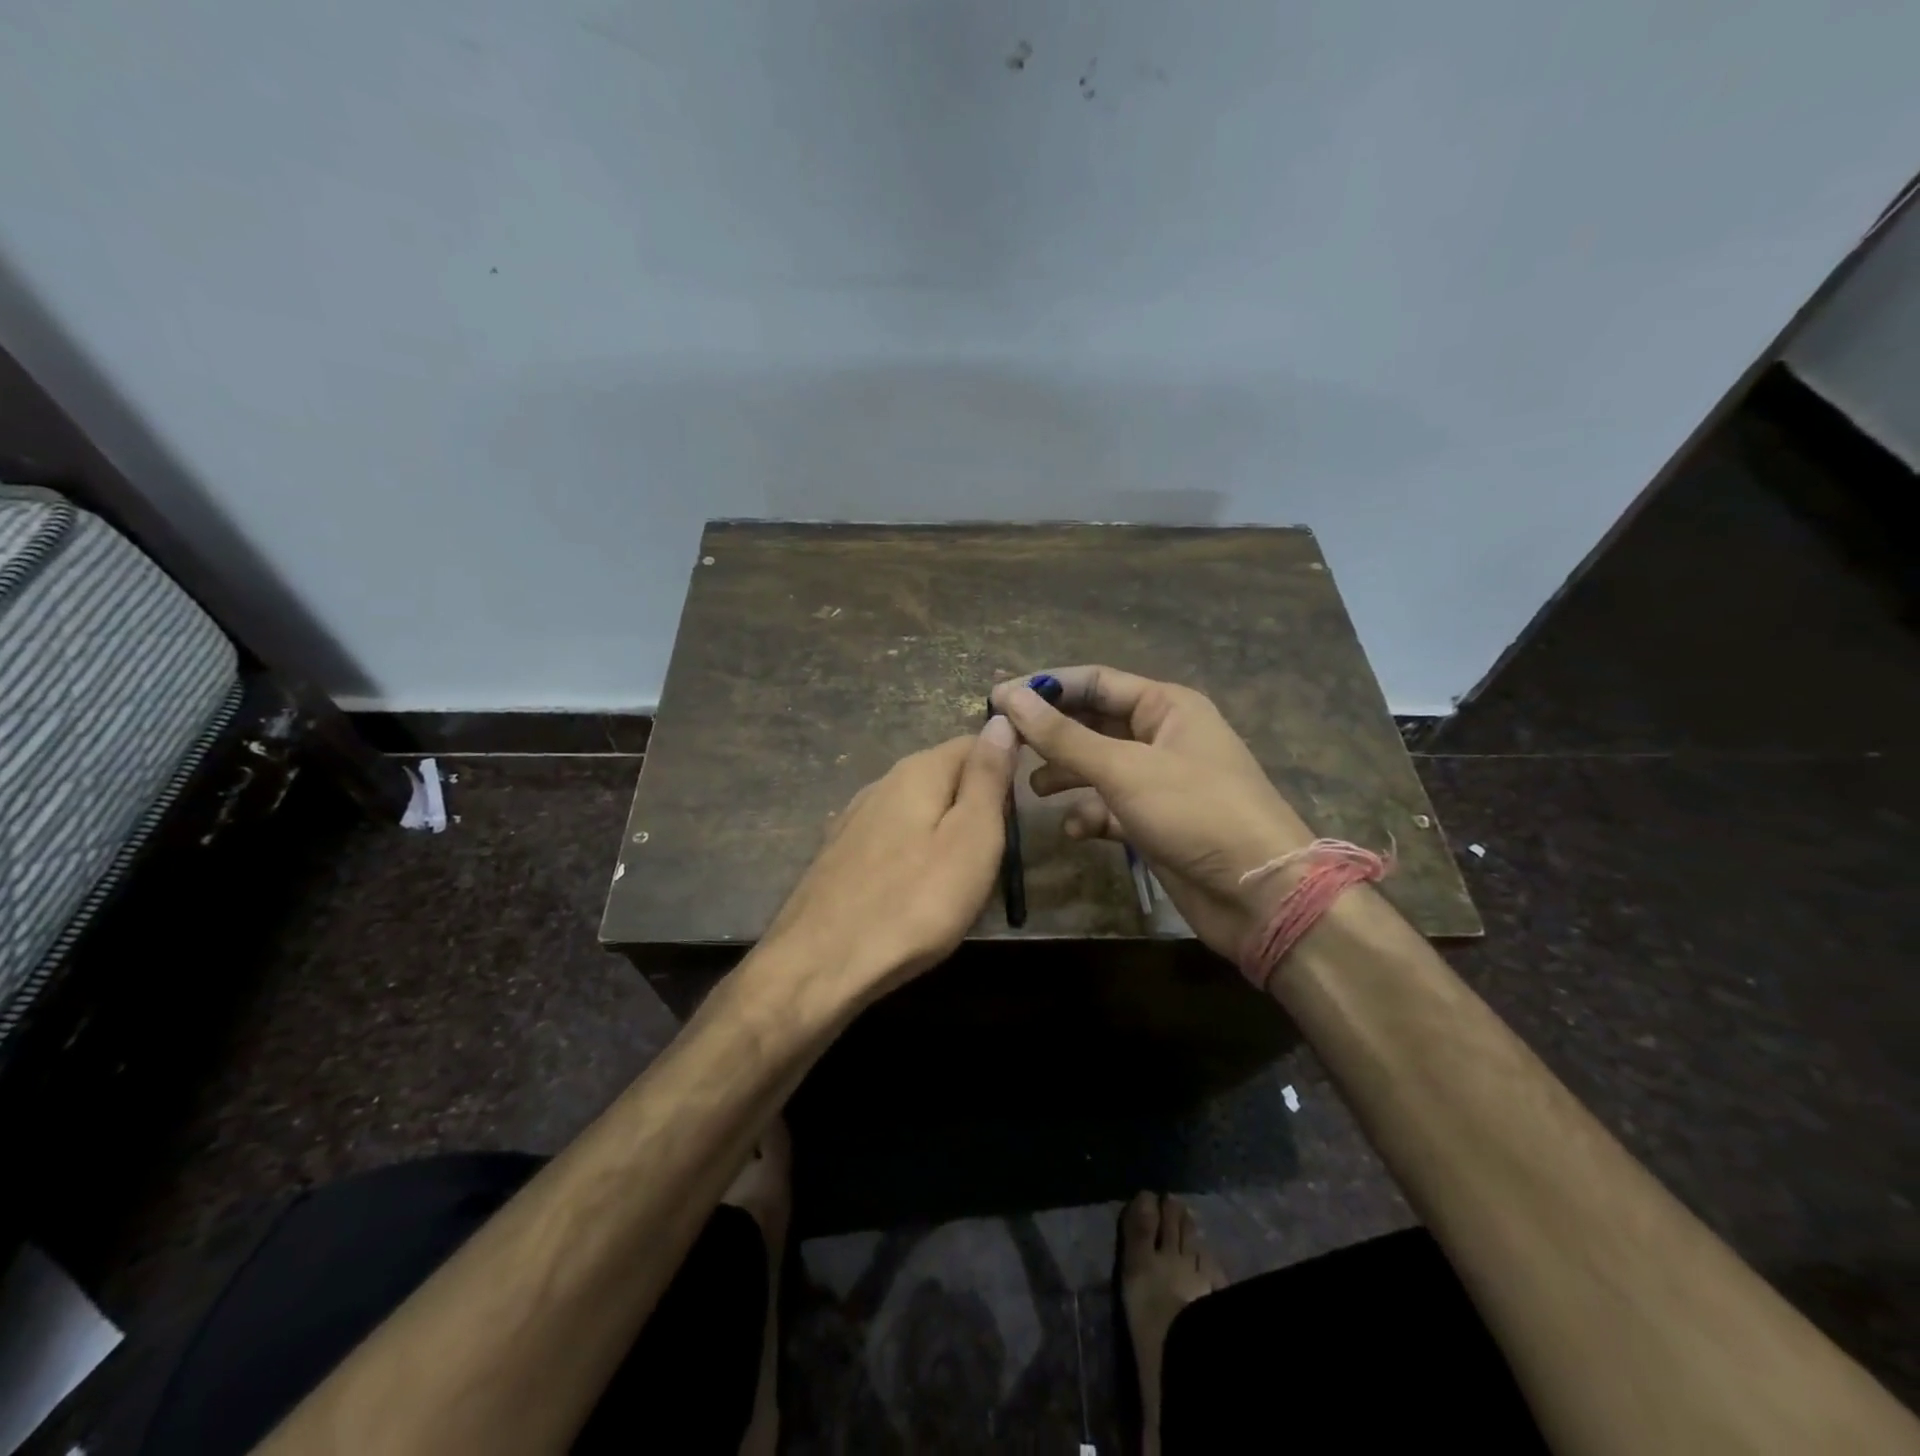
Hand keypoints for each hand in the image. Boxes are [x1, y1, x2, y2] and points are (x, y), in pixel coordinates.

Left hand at [762, 719, 1018, 1003]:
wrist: (820, 965)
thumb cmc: (913, 903)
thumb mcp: (971, 838)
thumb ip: (987, 778)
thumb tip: (1001, 721)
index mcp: (917, 771)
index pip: (974, 742)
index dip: (1006, 765)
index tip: (1026, 807)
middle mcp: (882, 783)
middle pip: (945, 775)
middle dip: (976, 803)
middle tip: (998, 853)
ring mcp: (855, 818)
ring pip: (918, 808)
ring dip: (946, 830)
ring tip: (963, 876)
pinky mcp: (840, 854)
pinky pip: (894, 838)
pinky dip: (916, 853)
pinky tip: (917, 889)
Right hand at [990, 666, 1313, 959]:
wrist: (1260, 894)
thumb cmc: (1196, 812)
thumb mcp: (1124, 768)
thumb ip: (1063, 736)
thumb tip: (1010, 697)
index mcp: (1166, 706)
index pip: (1095, 682)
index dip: (1046, 687)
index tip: (997, 699)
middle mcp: (1162, 736)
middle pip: (1093, 723)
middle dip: (1052, 735)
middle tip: (1005, 747)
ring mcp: (1159, 781)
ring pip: (1098, 766)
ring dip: (1065, 775)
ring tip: (1031, 789)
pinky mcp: (1155, 822)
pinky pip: (1110, 807)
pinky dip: (1089, 814)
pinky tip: (1074, 829)